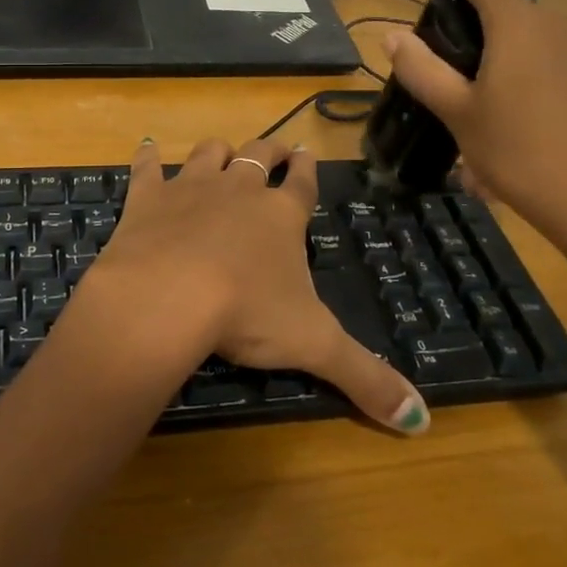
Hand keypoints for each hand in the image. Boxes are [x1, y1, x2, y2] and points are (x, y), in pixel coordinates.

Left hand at [69, 136, 429, 433]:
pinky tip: (148, 147)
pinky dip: (148, 156)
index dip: (307, 170)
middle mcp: (239, 190)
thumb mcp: (315, 347)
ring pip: (210, 153)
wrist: (168, 295)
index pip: (302, 184)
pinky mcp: (147, 197)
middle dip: (271, 150)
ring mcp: (191, 188)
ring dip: (218, 150)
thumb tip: (419, 419)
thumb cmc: (246, 314)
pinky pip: (148, 167)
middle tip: (278, 148)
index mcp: (282, 216)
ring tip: (223, 150)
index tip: (308, 155)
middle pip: (259, 156)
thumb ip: (366, 378)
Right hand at [384, 0, 566, 259]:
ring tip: (485, 105)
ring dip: (503, 52)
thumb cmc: (521, 154)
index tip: (432, 4)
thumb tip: (392, 36)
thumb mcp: (458, 115)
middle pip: (507, 3)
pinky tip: (524, 121)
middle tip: (450, 73)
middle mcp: (558, 23)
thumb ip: (422, 70)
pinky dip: (531, 71)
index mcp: (518, 24)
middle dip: (473, 25)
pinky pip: (556, 57)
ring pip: (532, 33)